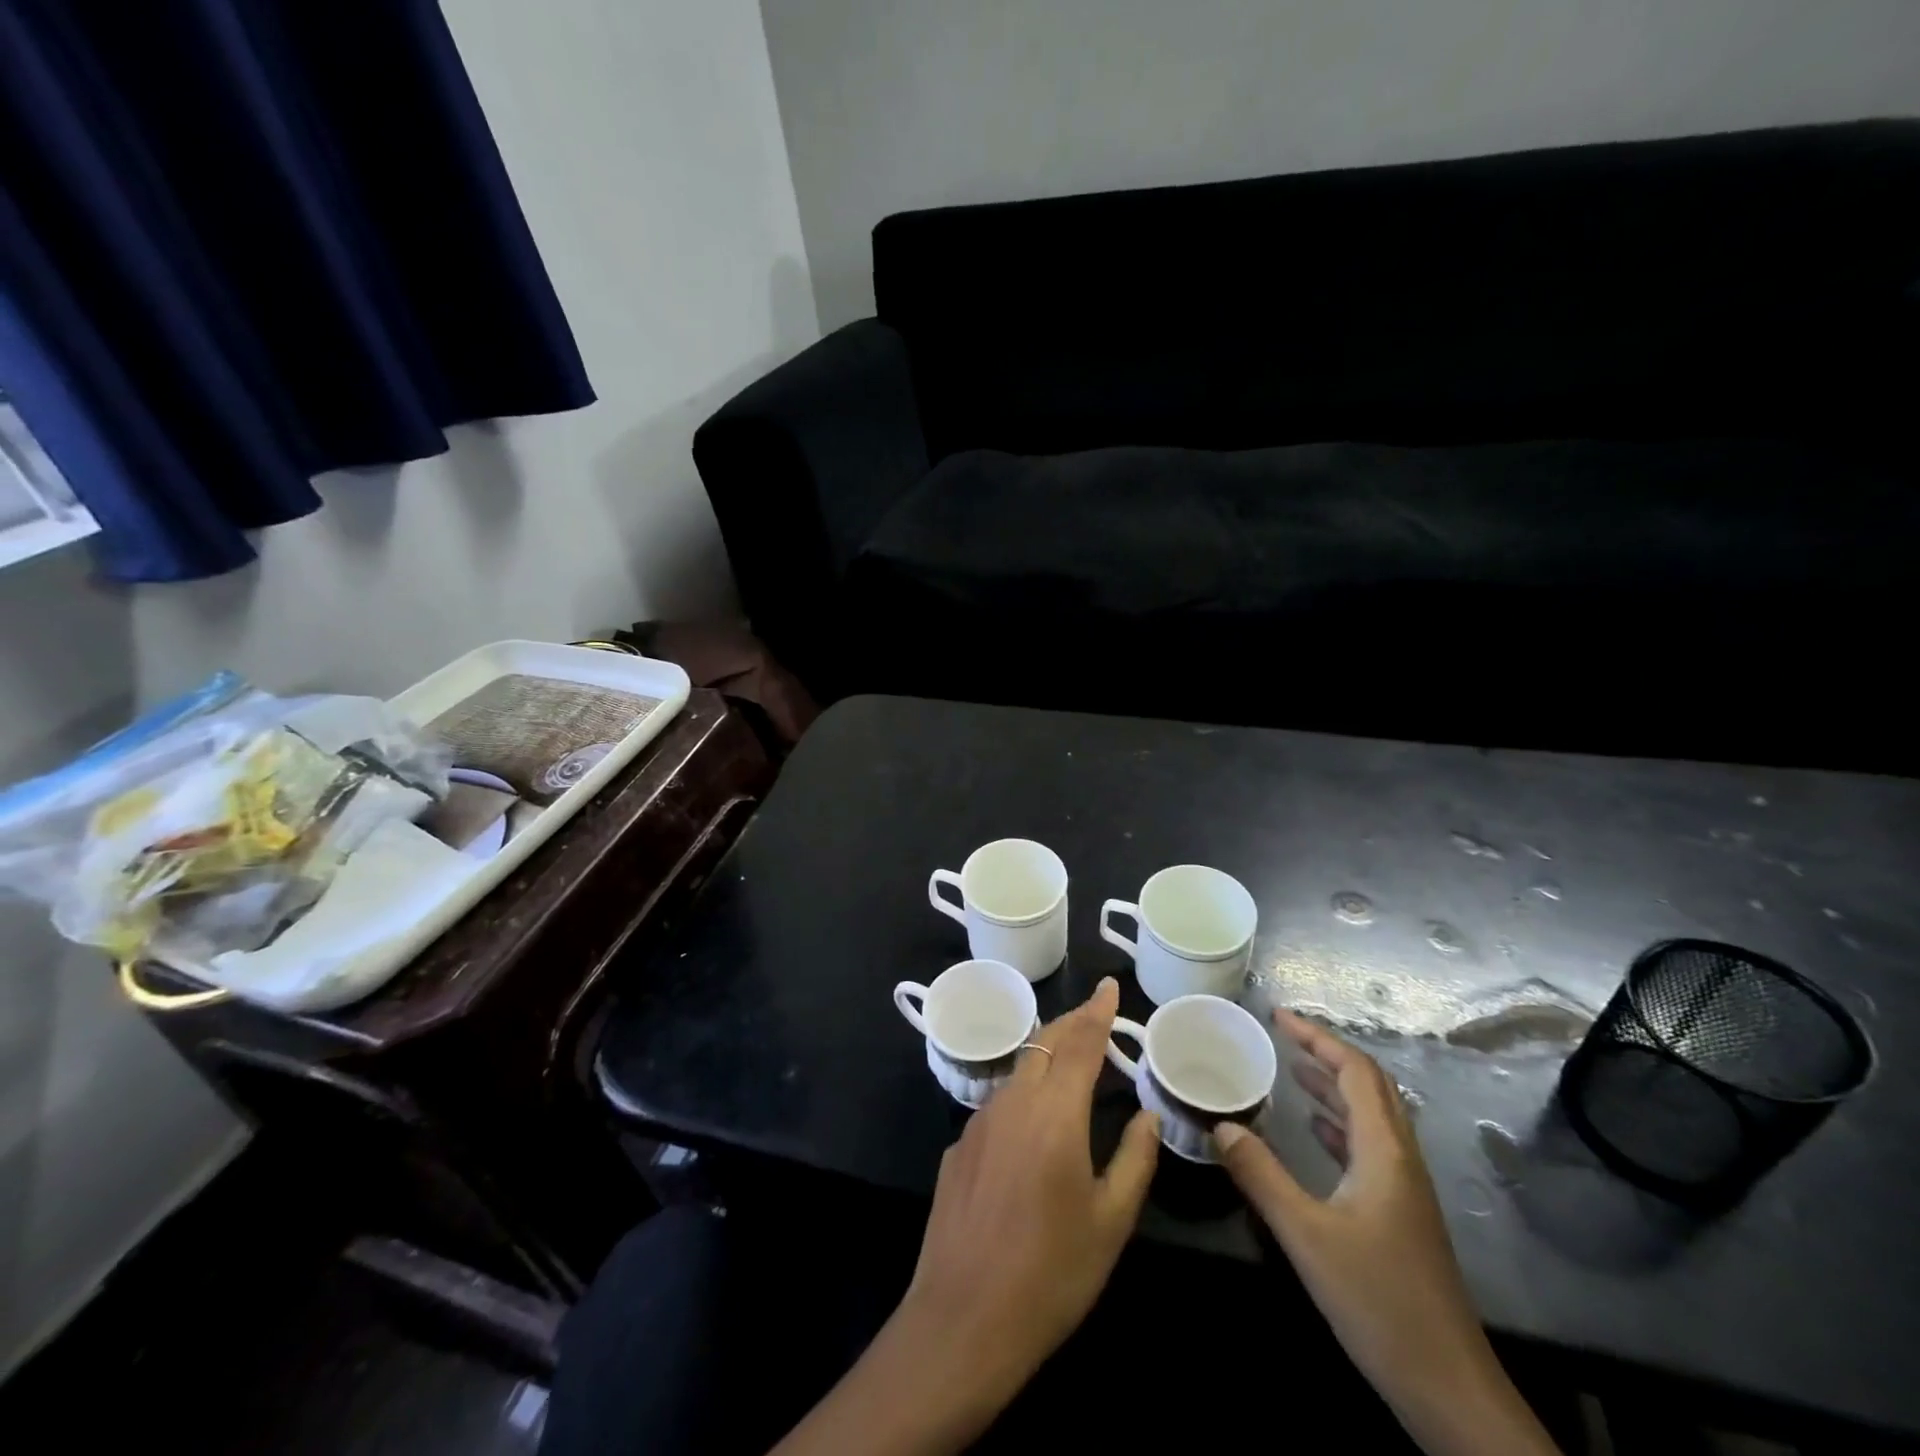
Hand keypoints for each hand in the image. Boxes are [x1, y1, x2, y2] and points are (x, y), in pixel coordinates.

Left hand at [773, 977, 1158, 1455]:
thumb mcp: (1110, 1222)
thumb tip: (1147, 1116)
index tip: (1108, 985)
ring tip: (1070, 1063)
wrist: (964, 1318)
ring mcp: (979, 1121)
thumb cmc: (1051, 1273)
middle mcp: (1014, 1102)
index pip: (1081, 1043)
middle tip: (1096, 1016)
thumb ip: (1134, 1159)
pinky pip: (998, 1103)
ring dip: (1045, 1056)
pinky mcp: (959, 1145)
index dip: (1098, 1012)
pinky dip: (1023, 1094)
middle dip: (1072, 1023)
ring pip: (1018, 1069)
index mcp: (1056, 1113)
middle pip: (1044, 1043)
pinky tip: (1032, 1126)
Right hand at [1213, 1011, 1558, 1455]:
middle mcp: (1400, 1159)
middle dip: (1327, 1053)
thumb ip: (1261, 1175)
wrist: (1449, 1389)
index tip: (1278, 1017)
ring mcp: (1404, 1188)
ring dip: (1334, 1085)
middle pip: (1370, 1086)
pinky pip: (1368, 1146)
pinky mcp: (1400, 1214)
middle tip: (1282, 1036)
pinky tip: (1313, 1131)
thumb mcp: (1307, 1235)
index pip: (1355, 1071)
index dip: (1318, 1037)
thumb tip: (1220, 1124)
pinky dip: (1339, 1123)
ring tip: (1292, 1069)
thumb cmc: (1379, 1302)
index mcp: (1384, 1152)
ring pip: (1372, 1116)